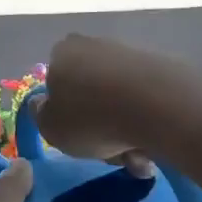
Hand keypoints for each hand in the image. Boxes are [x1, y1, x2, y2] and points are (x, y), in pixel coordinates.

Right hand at [32, 33, 155, 164]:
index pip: (56, 83)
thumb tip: (43, 104)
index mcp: (63, 53)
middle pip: (91, 94)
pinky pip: (147, 101)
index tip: (77, 137)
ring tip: (137, 157)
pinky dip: (148, 123)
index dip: (64, 113)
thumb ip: (40, 115)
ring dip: (125, 131)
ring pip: (120, 101)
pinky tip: (154, 144)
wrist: (158, 105)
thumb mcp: (49, 127)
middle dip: (100, 127)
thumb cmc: (91, 118)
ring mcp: (130, 53)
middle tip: (111, 154)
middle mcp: (94, 45)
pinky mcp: (162, 65)